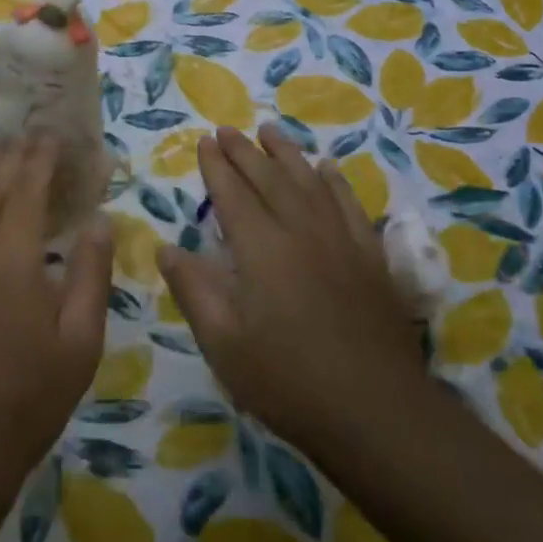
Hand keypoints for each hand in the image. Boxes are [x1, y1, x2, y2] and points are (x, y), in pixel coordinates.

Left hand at [0, 134, 113, 501]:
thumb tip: (98, 220)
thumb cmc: (29, 394)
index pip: (27, 186)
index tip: (56, 133)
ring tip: (4, 152)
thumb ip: (91, 272)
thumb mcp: (80, 340)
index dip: (42, 156)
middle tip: (34, 133)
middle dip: (14, 155)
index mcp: (10, 254)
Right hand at [157, 124, 425, 457]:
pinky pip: (350, 205)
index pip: (233, 193)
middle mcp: (301, 231)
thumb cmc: (288, 381)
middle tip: (228, 129)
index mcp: (261, 249)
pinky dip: (335, 182)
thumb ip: (194, 290)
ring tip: (270, 131)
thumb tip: (166, 249)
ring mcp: (341, 241)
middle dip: (245, 151)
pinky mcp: (371, 258)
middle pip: (270, 178)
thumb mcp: (224, 344)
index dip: (217, 166)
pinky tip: (328, 169)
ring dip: (287, 154)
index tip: (204, 141)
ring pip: (310, 182)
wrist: (376, 412)